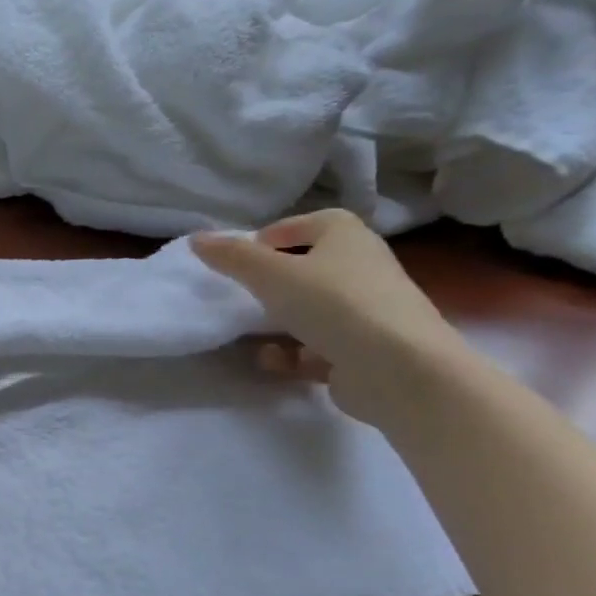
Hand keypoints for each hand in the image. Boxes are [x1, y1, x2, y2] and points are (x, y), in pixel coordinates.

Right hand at [190, 208, 465, 425]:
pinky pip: (318, 346)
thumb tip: (196, 239)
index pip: (296, 226)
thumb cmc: (333, 304)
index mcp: (345, 234)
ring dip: (279, 321)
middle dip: (271, 284)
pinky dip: (294, 353)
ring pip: (311, 309)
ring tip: (252, 332)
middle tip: (242, 297)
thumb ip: (230, 256)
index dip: (263, 241)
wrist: (400, 369)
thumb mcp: (269, 273)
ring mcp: (367, 310)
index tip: (238, 263)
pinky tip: (275, 361)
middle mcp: (361, 265)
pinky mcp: (365, 349)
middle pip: (304, 268)